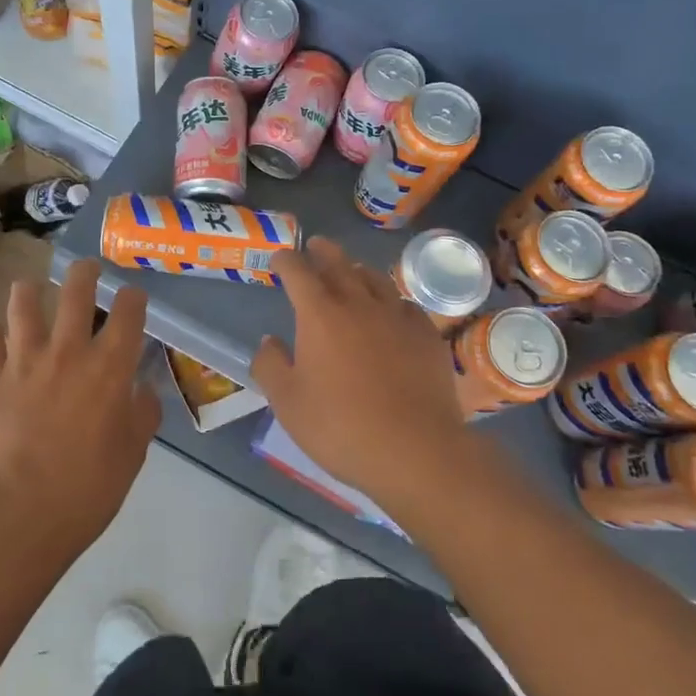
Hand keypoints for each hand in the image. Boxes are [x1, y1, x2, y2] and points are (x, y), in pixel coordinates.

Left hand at [0, 259, 160, 563]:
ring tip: (32, 289)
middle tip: (87, 270)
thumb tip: (143, 389)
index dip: (133, 297)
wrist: (20, 515)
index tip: (133, 297)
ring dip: (30, 290)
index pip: (129, 312)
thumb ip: (142, 414)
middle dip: (85, 272)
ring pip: (24, 302)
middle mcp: (68, 351)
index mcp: (109, 368)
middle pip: (76, 290)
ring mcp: (23, 360)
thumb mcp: (132, 455)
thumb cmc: (87, 490)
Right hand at [252, 237, 472, 511]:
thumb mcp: (288, 403)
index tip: (279, 259)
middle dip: (323, 252)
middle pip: (339, 264)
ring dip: (358, 271)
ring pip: (375, 279)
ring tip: (353, 272)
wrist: (415, 450)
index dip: (285, 260)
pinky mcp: (427, 335)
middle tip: (316, 245)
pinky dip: (391, 302)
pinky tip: (391, 313)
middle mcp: (359, 303)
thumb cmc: (341, 427)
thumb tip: (269, 342)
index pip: (297, 272)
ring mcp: (397, 316)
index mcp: (319, 314)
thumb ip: (271, 366)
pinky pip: (405, 305)